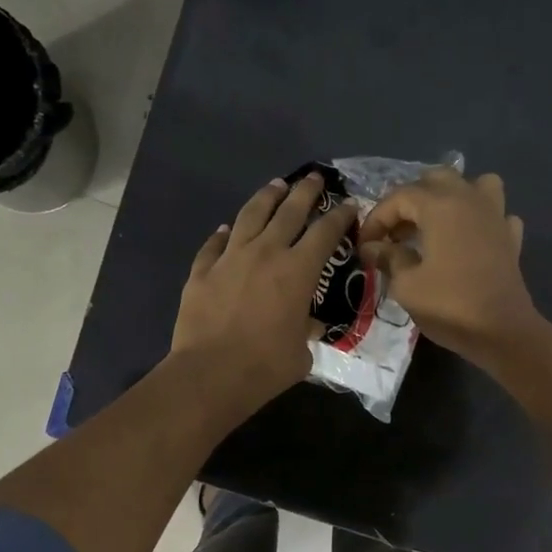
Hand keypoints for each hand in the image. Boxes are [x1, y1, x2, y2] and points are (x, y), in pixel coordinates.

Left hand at [171, 172, 357, 415]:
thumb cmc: (266, 366)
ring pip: (251, 215)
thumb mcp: (301, 352)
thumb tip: (307, 325)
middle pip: (289, 211)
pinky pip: (214, 244)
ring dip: (267, 198)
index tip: (349, 205)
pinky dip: (224, 234)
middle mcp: (266, 253)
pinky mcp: (202, 270)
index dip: (340, 216)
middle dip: (306, 192)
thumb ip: (306, 331)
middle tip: (315, 178)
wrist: (211, 373)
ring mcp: (230, 258)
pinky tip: (227, 229)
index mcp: (298, 271)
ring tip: (276, 186)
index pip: (325, 233)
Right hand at [358, 168, 538, 366]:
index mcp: (440, 206)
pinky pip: (496, 214)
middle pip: (436, 179)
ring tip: (437, 223)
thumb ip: (388, 258)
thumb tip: (373, 247)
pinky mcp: (511, 237)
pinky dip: (481, 220)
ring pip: (474, 184)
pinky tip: (471, 240)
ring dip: (452, 197)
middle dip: (410, 201)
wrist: (502, 332)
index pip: (399, 197)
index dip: (376, 218)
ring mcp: (495, 216)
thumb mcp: (407, 286)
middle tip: (396, 233)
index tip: (365, 245)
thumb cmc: (449, 306)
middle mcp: (469, 199)